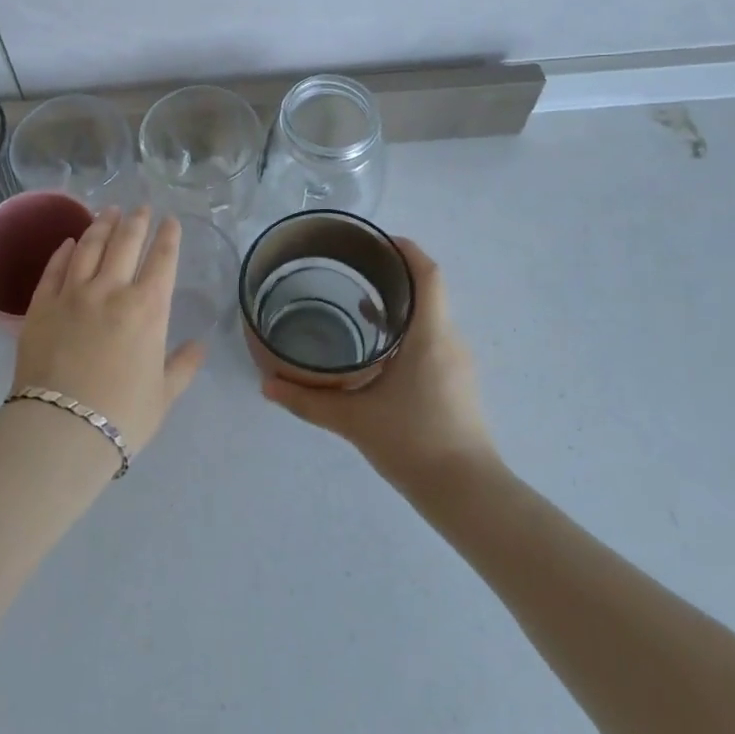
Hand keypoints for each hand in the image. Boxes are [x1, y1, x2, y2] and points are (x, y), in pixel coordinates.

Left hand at [11, 207, 205, 454]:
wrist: (62, 429)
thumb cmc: (122, 415)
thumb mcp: (163, 395)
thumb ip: (183, 366)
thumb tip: (200, 346)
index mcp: (148, 308)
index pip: (162, 260)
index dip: (168, 236)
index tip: (170, 220)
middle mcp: (111, 290)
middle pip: (126, 243)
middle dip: (137, 221)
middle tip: (141, 207)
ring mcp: (73, 294)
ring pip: (89, 246)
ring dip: (102, 225)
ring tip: (108, 211)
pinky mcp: (41, 305)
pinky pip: (55, 268)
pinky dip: (64, 251)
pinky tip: (70, 241)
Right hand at [261, 238, 496, 487]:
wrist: (468, 494)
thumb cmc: (414, 443)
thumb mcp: (354, 419)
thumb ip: (308, 401)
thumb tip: (266, 385)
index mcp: (430, 335)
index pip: (428, 274)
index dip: (407, 250)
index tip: (377, 240)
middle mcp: (449, 341)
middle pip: (428, 291)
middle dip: (395, 275)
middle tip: (355, 268)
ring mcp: (457, 363)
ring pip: (431, 318)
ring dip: (401, 306)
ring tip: (359, 304)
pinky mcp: (458, 384)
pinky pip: (433, 340)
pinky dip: (408, 331)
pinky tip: (379, 351)